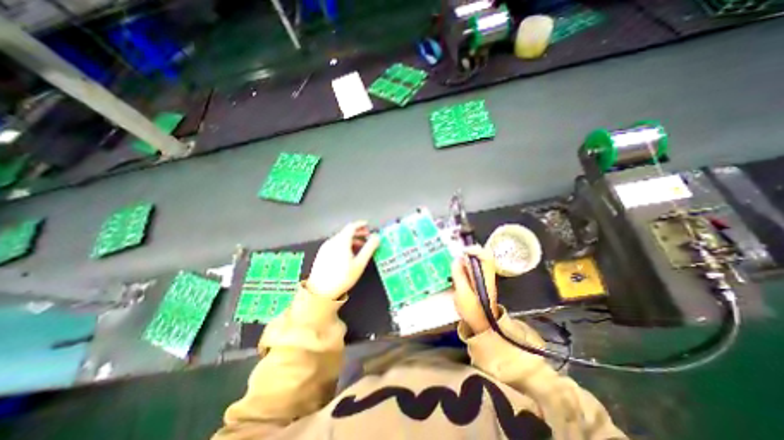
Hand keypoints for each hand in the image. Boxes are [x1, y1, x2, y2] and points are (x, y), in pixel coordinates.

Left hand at [307, 222, 379, 300]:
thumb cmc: (343, 277)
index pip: (352, 226)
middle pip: (346, 232)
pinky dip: (344, 244)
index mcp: (341, 241)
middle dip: (358, 232)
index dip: (361, 224)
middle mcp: (332, 241)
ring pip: (340, 238)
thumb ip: (369, 248)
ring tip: (361, 246)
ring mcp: (325, 247)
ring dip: (352, 239)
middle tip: (367, 236)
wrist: (320, 292)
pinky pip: (335, 244)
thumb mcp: (360, 263)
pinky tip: (349, 254)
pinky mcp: (322, 254)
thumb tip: (377, 237)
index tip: (368, 225)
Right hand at [451, 248, 498, 332]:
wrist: (482, 324)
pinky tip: (457, 269)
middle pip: (481, 255)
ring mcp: (484, 276)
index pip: (486, 255)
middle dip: (468, 252)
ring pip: (476, 260)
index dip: (475, 249)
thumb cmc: (472, 310)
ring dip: (465, 258)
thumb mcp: (462, 293)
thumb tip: (457, 259)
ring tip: (455, 261)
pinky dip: (465, 264)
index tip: (463, 251)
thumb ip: (459, 275)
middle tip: (456, 255)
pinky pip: (473, 266)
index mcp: (485, 276)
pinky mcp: (479, 279)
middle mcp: (487, 273)